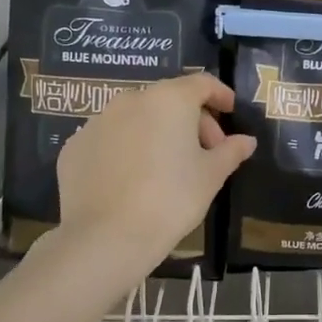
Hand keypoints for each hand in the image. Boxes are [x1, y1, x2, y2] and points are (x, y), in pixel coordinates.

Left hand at [56, 71, 255, 274]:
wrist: (106, 237)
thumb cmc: (171, 199)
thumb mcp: (211, 176)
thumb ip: (231, 151)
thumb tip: (246, 141)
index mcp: (169, 99)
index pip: (201, 83)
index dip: (220, 95)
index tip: (230, 112)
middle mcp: (131, 100)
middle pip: (169, 100)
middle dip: (191, 121)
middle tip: (205, 153)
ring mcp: (97, 122)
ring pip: (137, 118)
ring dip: (157, 133)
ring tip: (167, 167)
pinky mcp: (75, 147)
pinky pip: (110, 139)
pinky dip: (126, 150)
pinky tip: (132, 180)